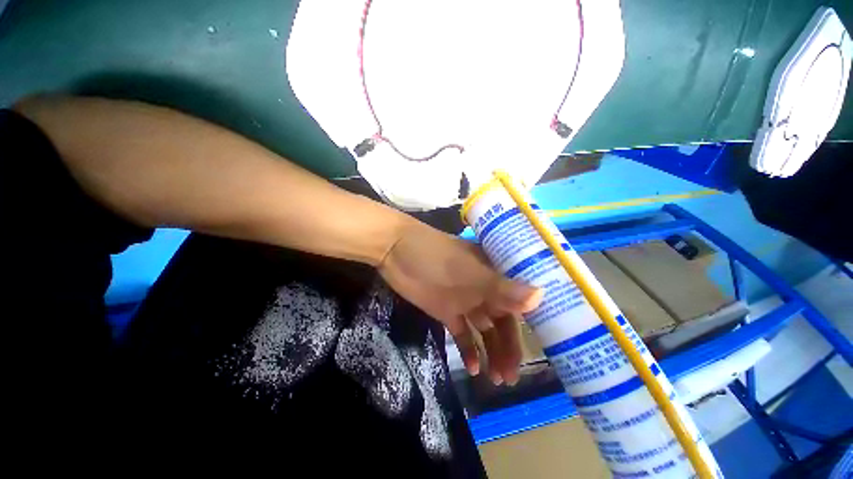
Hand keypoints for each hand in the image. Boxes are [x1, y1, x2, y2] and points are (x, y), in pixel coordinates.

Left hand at [378, 219, 541, 385]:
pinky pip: (461, 332)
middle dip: (507, 348)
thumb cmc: (436, 257)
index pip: (516, 302)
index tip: (538, 352)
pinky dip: (467, 349)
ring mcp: (463, 300)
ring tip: (496, 380)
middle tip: (511, 377)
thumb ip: (502, 287)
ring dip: (490, 352)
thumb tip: (541, 297)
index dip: (527, 326)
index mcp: (492, 274)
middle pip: (500, 321)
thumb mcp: (469, 272)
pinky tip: (472, 367)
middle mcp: (482, 288)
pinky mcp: (445, 310)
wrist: (396, 251)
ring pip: (483, 330)